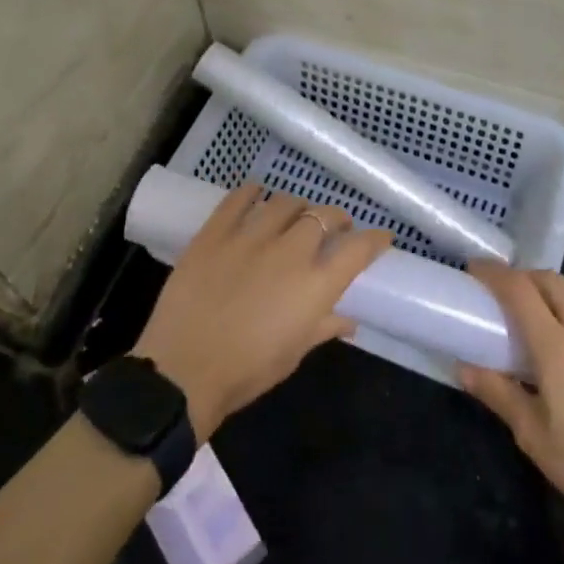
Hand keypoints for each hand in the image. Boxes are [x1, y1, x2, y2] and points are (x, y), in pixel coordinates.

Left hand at [133, 184, 392, 440]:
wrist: (183, 369)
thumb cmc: (246, 371)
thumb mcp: (293, 354)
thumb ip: (323, 328)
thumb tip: (347, 320)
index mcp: (315, 285)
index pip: (358, 249)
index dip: (374, 239)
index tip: (381, 236)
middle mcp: (290, 252)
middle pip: (323, 217)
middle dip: (336, 218)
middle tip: (334, 227)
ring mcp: (250, 237)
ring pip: (285, 202)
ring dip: (298, 206)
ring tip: (296, 213)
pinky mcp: (215, 232)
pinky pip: (238, 199)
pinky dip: (252, 191)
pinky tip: (256, 191)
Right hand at [459, 262, 563, 531]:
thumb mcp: (534, 437)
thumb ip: (499, 394)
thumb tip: (463, 367)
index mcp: (555, 345)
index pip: (518, 290)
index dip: (494, 273)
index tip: (475, 270)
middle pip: (550, 280)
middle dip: (524, 279)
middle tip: (508, 295)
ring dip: (561, 289)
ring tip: (551, 311)